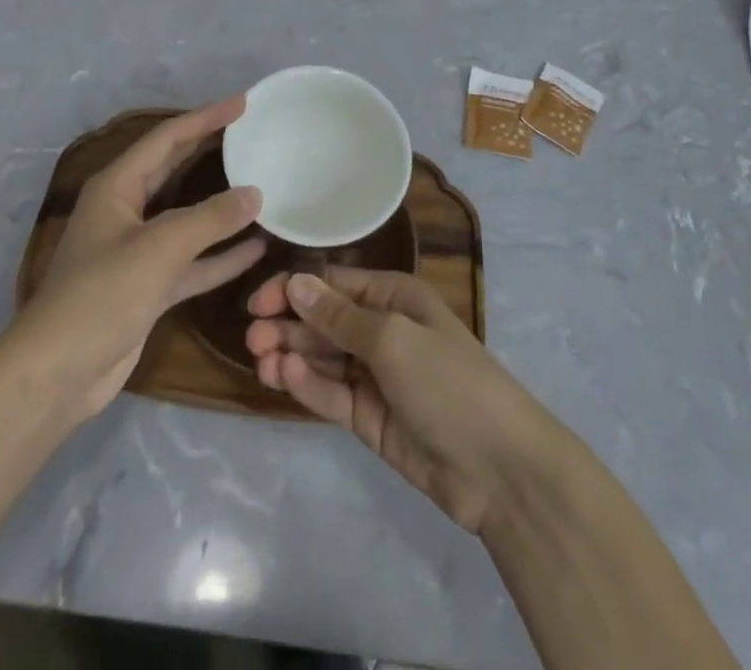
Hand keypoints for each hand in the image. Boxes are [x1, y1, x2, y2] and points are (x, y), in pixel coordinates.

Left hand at [17, 98, 265, 421]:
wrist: (58, 374)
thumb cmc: (102, 295)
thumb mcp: (160, 249)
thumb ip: (210, 219)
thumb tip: (255, 194)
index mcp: (117, 186)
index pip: (167, 138)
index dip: (205, 118)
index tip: (243, 103)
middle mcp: (127, 211)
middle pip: (175, 169)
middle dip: (211, 150)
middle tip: (253, 134)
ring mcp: (138, 251)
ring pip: (188, 217)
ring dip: (221, 206)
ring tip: (262, 185)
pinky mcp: (150, 286)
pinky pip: (193, 260)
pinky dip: (221, 254)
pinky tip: (257, 248)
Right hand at [246, 268, 557, 534]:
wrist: (497, 467)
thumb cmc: (448, 381)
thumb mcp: (393, 339)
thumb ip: (339, 317)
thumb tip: (295, 282)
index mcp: (393, 297)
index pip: (333, 284)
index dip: (294, 289)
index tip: (257, 302)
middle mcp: (381, 329)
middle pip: (323, 321)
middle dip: (287, 325)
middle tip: (252, 338)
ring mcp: (375, 375)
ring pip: (321, 358)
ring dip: (290, 355)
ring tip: (261, 361)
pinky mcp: (369, 416)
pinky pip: (331, 393)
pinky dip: (307, 386)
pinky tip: (283, 379)